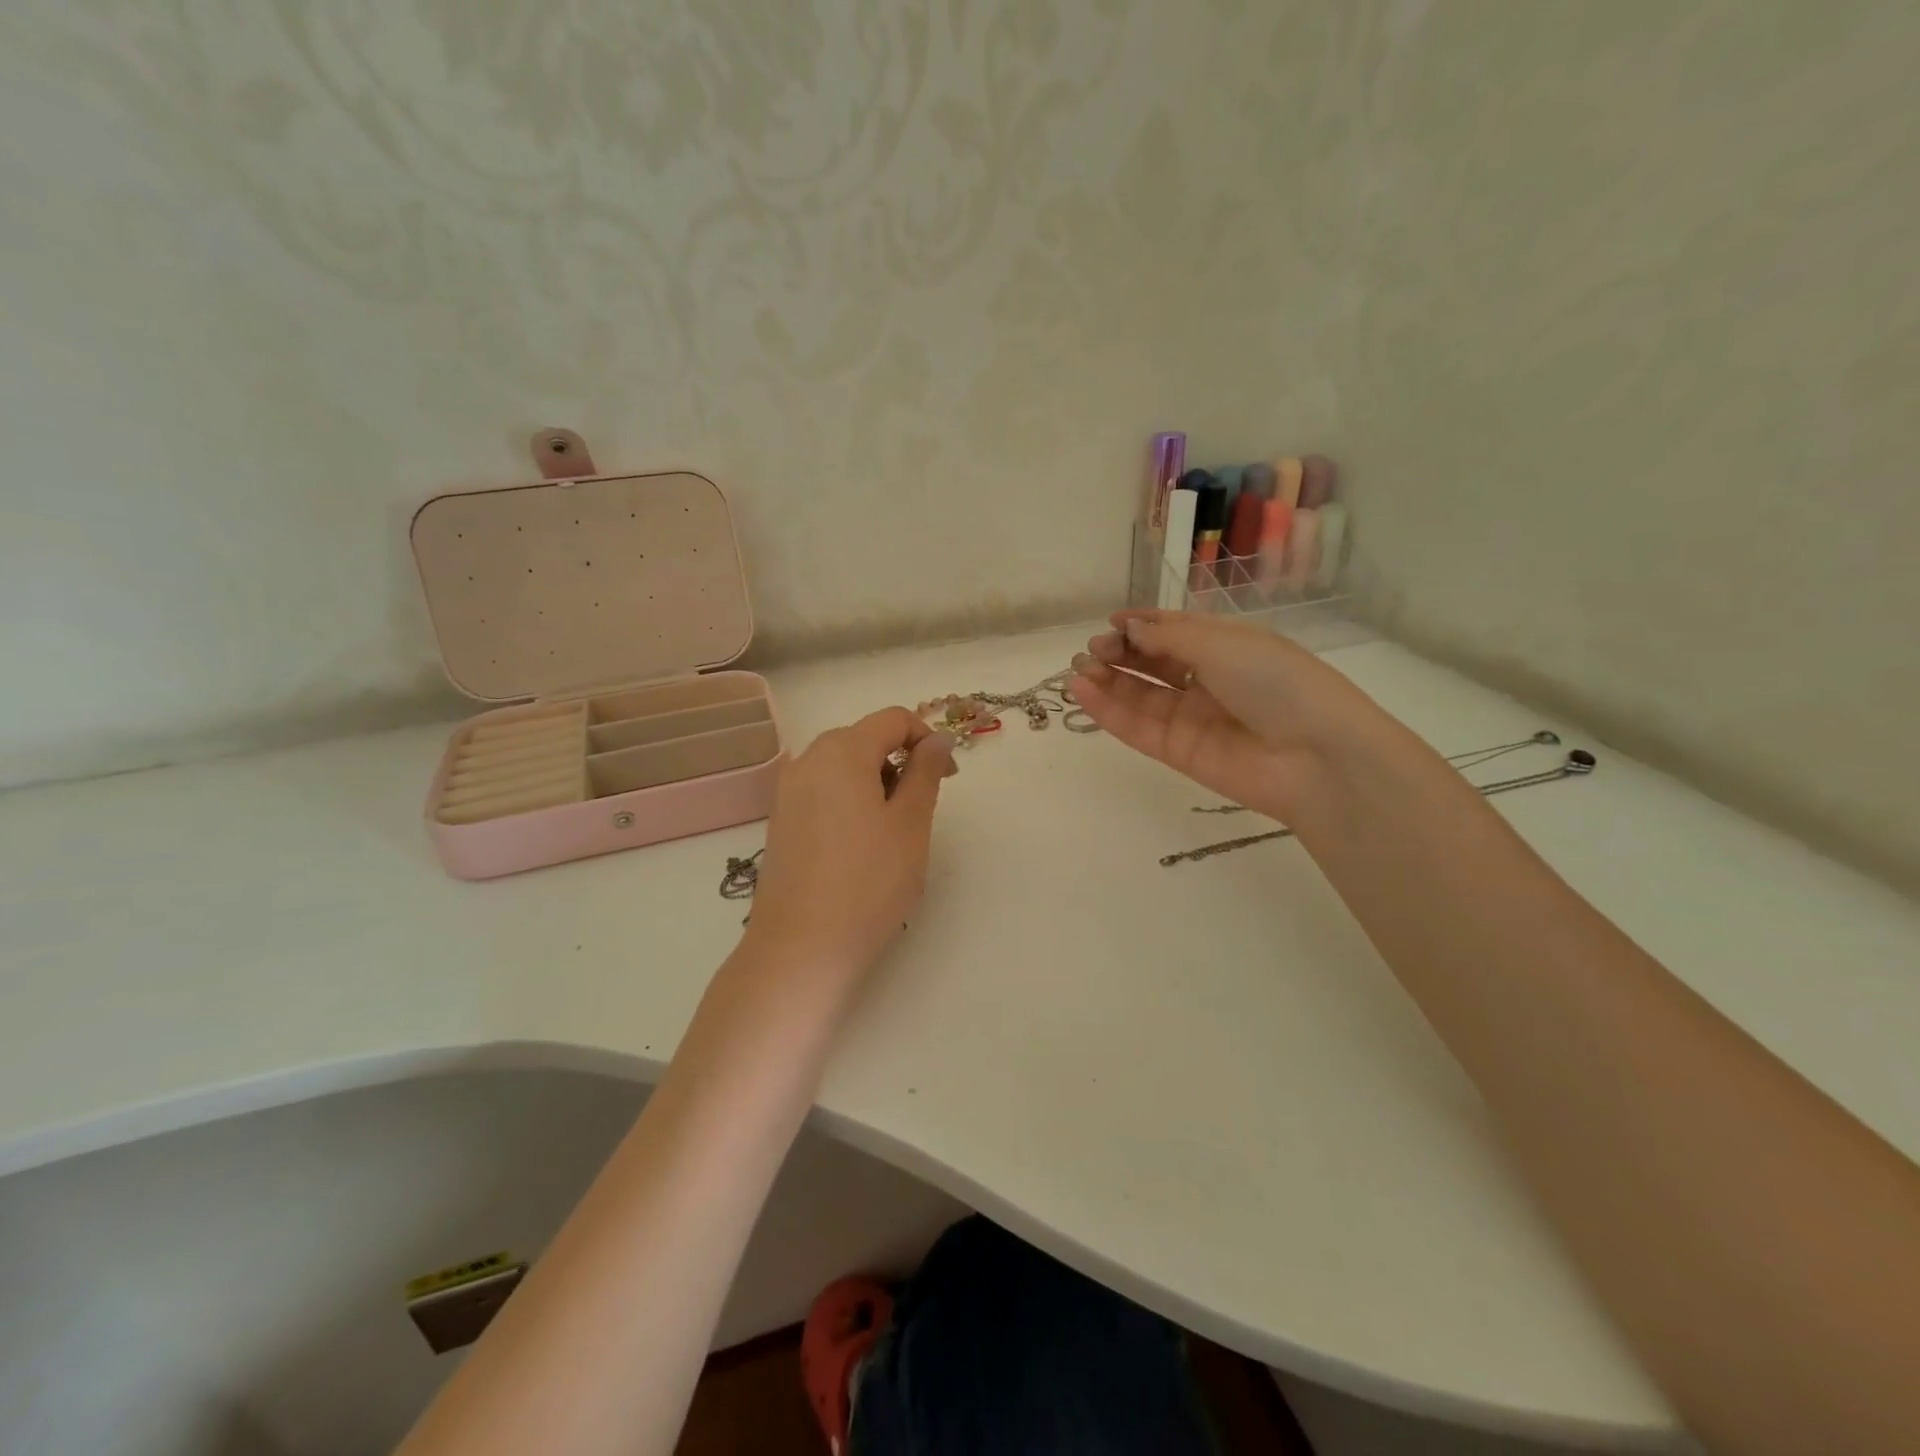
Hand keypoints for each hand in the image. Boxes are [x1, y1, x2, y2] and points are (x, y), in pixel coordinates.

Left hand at [744, 707, 956, 987]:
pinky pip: (824, 791)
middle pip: (865, 738)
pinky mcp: (781, 820)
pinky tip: (861, 845)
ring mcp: (787, 791)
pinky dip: (851, 800)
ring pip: (844, 766)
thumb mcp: (910, 823)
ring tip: (892, 832)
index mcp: (841, 751)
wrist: (801, 948)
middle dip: (901, 762)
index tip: (949, 778)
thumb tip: (937, 740)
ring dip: (877, 782)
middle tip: (922, 809)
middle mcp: (808, 760)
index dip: (928, 740)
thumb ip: (926, 772)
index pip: (894, 719)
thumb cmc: (868, 882)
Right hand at [1068, 609, 1388, 823]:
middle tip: (1091, 650)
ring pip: (1139, 696)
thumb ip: (1168, 638)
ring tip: (1077, 670)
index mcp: (1227, 647)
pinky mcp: (1178, 752)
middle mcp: (1208, 680)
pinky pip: (1137, 727)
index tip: (1111, 622)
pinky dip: (1108, 710)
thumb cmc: (1276, 683)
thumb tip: (1128, 629)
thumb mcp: (1223, 645)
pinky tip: (1082, 692)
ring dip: (1106, 680)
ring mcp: (1191, 718)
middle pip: (1153, 663)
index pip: (1176, 632)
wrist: (1315, 757)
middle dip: (1120, 652)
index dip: (1142, 625)